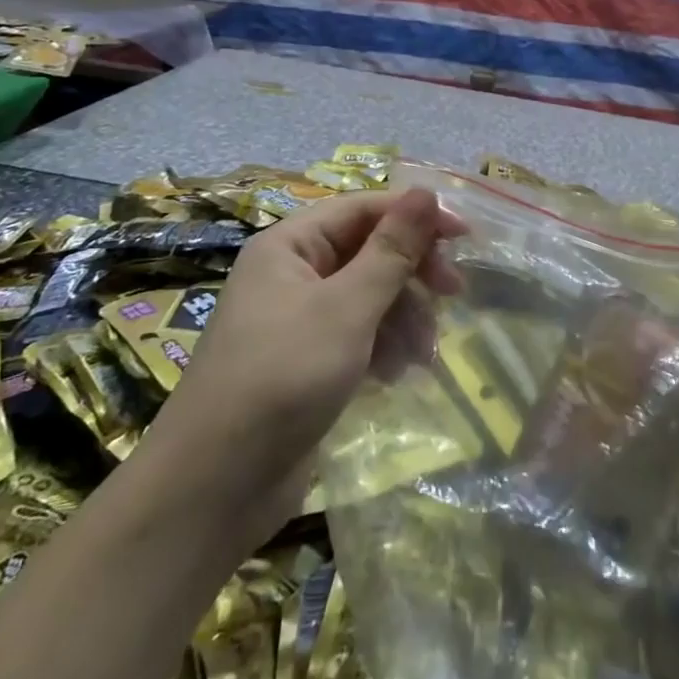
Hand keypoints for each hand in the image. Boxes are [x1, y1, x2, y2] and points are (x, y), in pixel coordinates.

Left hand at [151, 189, 466, 539]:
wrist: (215, 487)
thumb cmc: (283, 377)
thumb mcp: (346, 308)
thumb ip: (391, 250)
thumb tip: (425, 191)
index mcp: (291, 245)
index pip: (363, 209)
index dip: (415, 216)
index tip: (464, 237)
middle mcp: (293, 273)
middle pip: (368, 251)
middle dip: (411, 271)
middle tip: (453, 293)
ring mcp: (298, 320)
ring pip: (368, 296)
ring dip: (403, 316)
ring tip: (424, 352)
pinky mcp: (307, 363)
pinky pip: (357, 335)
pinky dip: (383, 346)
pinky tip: (399, 373)